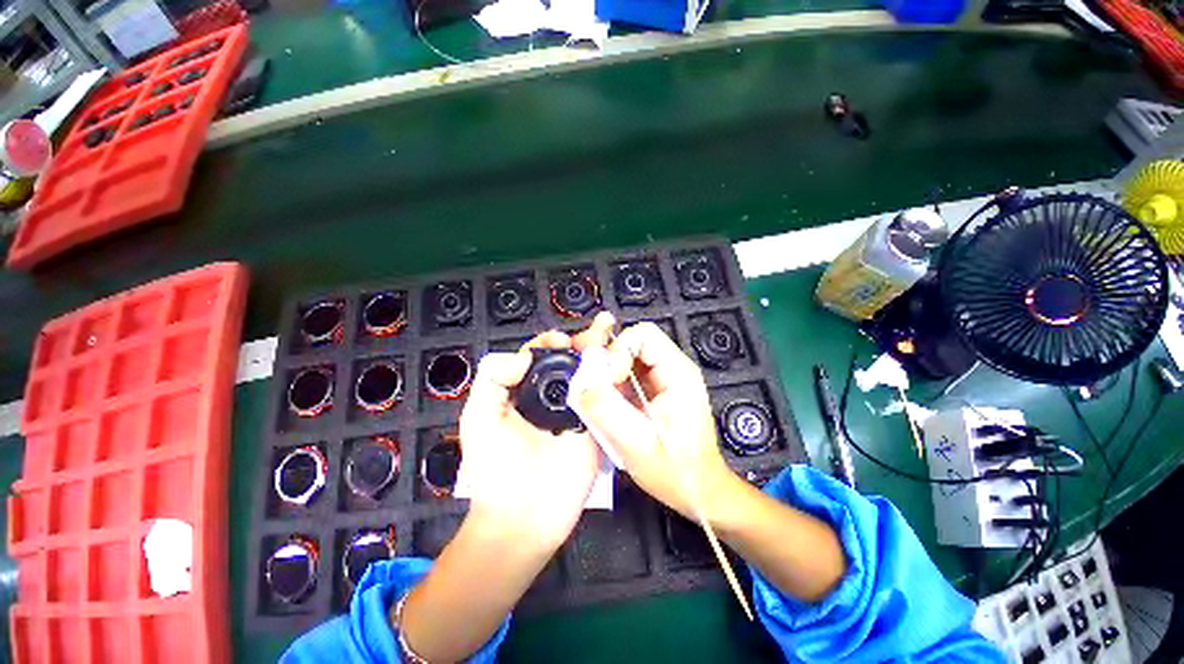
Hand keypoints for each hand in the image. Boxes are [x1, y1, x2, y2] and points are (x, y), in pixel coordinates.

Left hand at [457, 314, 615, 550]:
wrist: (522, 518)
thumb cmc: (495, 468)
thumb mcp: (479, 417)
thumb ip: (493, 379)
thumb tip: (524, 356)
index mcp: (524, 391)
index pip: (539, 356)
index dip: (549, 343)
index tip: (560, 341)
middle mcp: (551, 396)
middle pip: (569, 361)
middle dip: (584, 342)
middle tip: (600, 328)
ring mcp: (576, 411)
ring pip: (589, 374)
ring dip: (601, 354)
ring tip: (611, 337)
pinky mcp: (595, 427)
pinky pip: (605, 398)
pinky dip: (613, 379)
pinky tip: (621, 363)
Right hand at [571, 321, 739, 521]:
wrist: (699, 491)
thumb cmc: (677, 472)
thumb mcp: (637, 444)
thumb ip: (605, 410)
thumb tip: (580, 381)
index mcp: (678, 373)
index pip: (643, 335)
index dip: (618, 350)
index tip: (608, 379)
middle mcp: (673, 369)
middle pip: (632, 342)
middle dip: (608, 359)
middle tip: (593, 383)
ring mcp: (663, 380)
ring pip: (627, 357)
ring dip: (606, 372)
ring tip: (597, 396)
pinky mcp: (654, 391)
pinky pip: (627, 374)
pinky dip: (610, 384)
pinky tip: (605, 404)